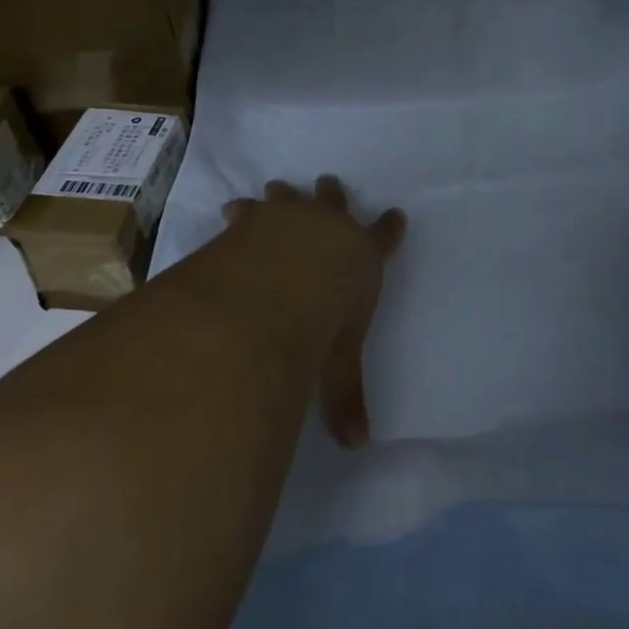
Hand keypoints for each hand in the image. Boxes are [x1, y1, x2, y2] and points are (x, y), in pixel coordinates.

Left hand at [222, 177, 406, 449]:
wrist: (276, 284)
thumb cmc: (321, 322)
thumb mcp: (336, 364)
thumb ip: (344, 398)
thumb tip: (357, 446)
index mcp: (361, 256)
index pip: (385, 237)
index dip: (391, 227)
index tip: (396, 214)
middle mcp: (330, 227)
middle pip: (336, 200)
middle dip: (333, 193)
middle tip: (328, 182)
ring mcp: (291, 216)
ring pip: (291, 195)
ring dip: (285, 194)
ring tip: (277, 187)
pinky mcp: (255, 217)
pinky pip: (249, 209)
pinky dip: (243, 211)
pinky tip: (232, 211)